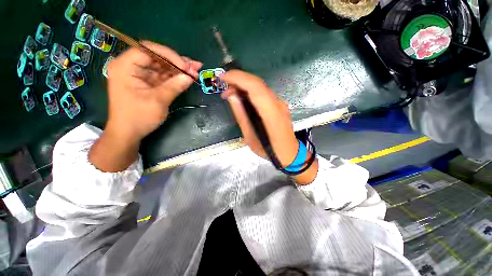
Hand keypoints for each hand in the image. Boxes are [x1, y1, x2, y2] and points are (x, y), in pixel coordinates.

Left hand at [106, 41, 202, 142]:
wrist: (129, 133)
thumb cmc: (138, 117)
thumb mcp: (158, 101)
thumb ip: (174, 86)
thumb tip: (190, 77)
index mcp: (125, 67)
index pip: (148, 50)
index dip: (169, 55)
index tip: (185, 66)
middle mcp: (131, 67)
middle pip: (157, 58)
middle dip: (177, 63)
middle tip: (195, 66)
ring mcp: (140, 75)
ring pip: (162, 67)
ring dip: (179, 69)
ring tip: (195, 71)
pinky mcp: (147, 83)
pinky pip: (163, 77)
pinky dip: (175, 77)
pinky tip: (187, 77)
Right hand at [221, 70, 317, 183]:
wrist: (290, 153)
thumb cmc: (269, 150)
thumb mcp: (250, 137)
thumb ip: (241, 116)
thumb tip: (232, 96)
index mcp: (271, 114)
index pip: (255, 88)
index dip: (238, 78)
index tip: (222, 77)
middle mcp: (278, 104)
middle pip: (257, 83)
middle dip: (238, 80)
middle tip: (223, 87)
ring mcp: (280, 103)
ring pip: (260, 87)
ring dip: (243, 85)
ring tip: (230, 93)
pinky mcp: (279, 105)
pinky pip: (263, 93)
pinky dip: (250, 91)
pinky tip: (242, 97)